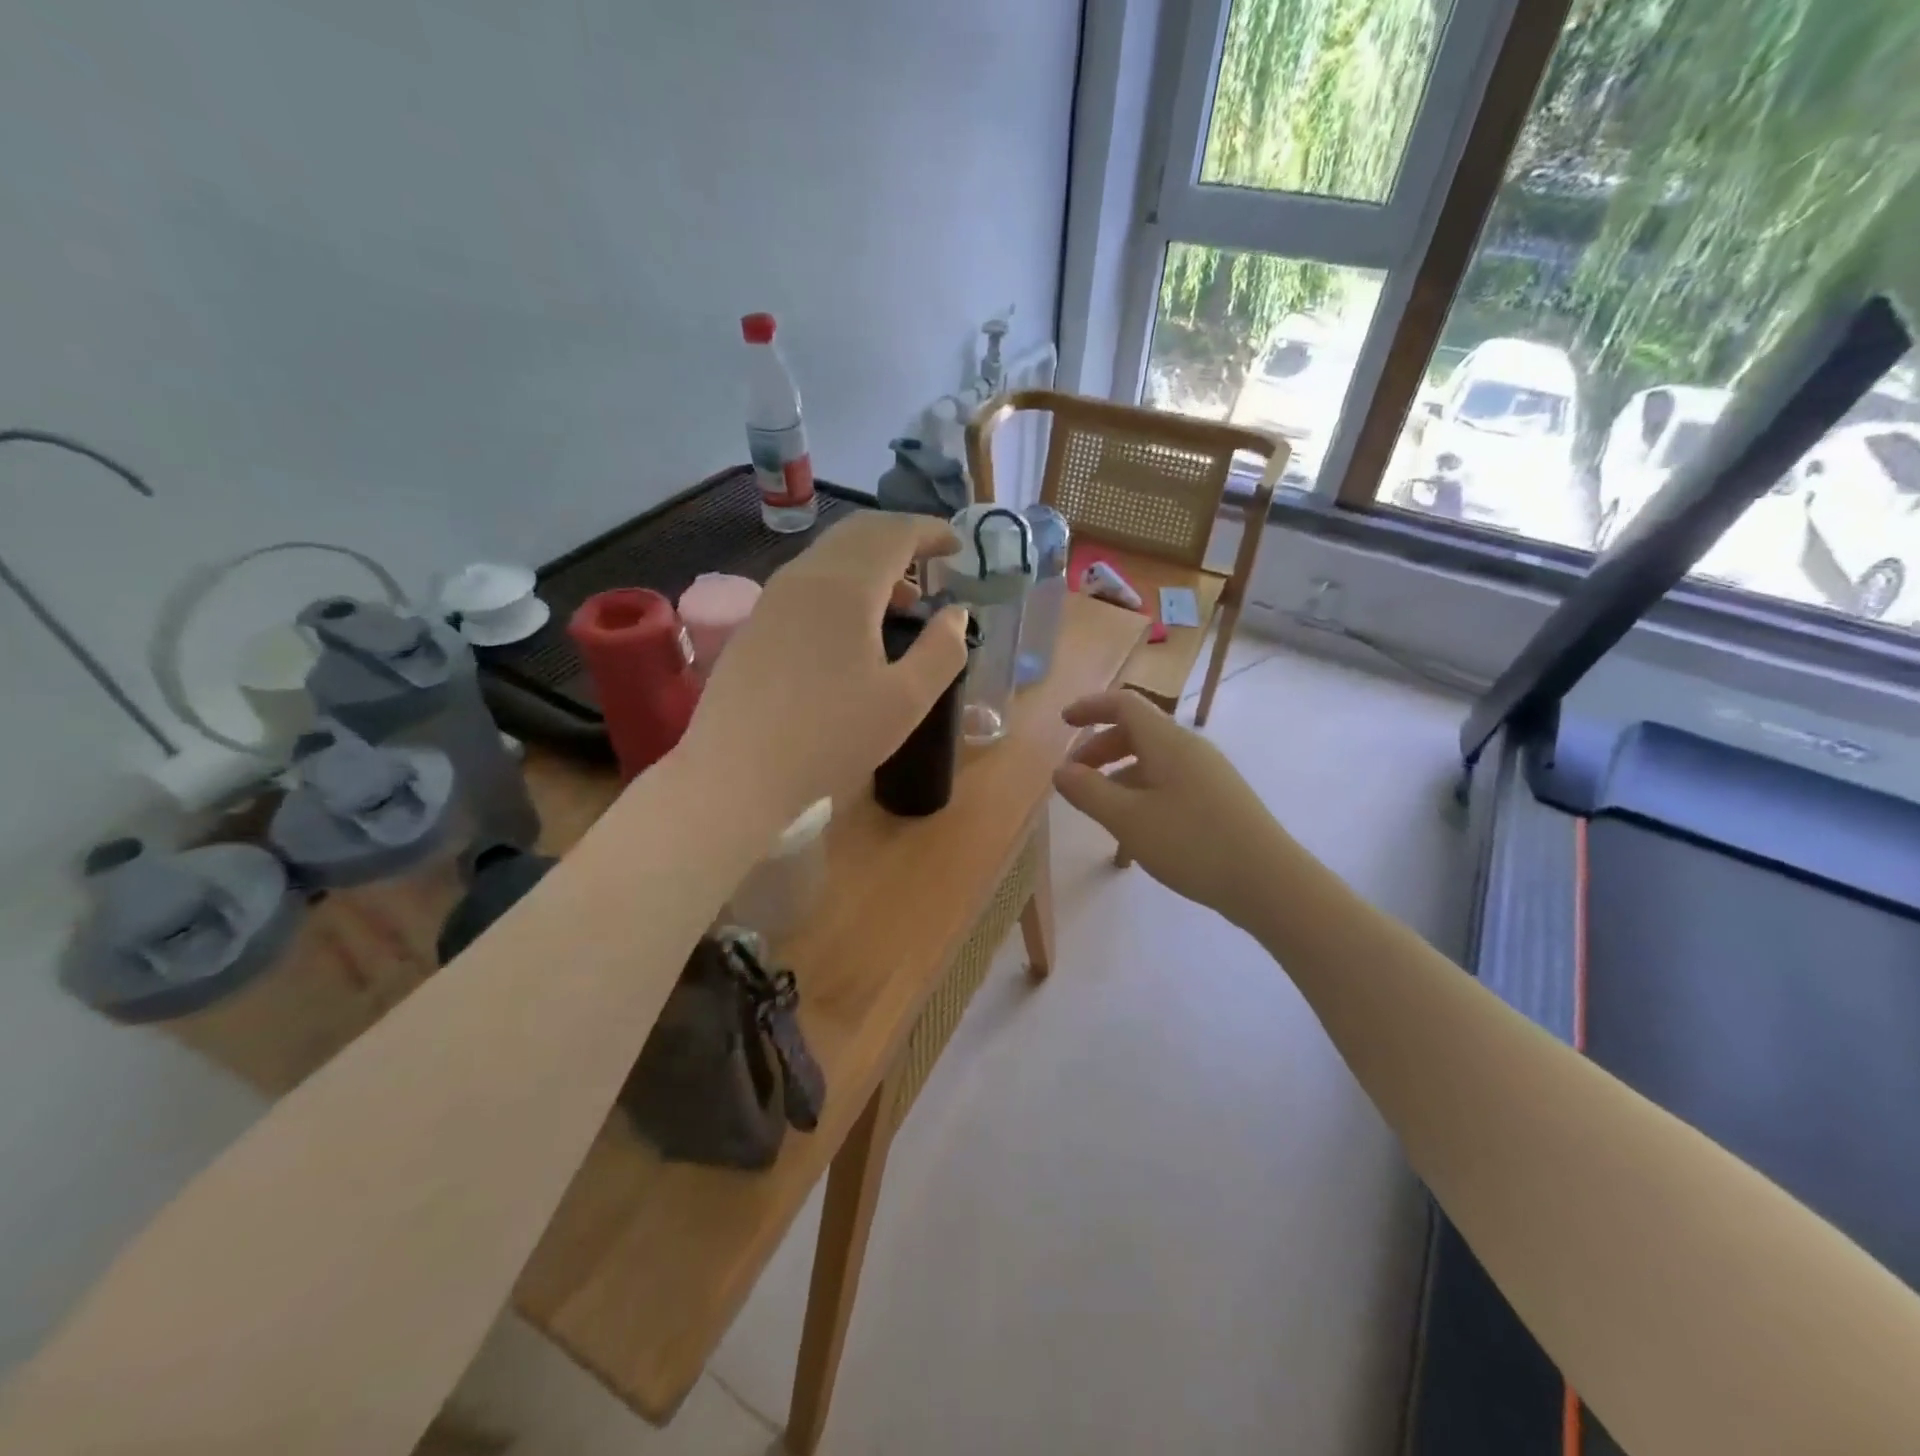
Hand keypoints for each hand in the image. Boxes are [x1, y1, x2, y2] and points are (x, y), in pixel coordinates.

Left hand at [680, 512, 968, 825]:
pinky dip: (843, 583)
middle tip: (932, 560)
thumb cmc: (831, 738)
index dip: (931, 532)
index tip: (958, 546)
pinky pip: (807, 581)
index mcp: (846, 586)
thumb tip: (956, 613)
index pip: (895, 533)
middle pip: (858, 533)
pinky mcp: (755, 623)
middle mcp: (805, 577)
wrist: (737, 774)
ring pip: (829, 556)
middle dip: (901, 537)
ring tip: (902, 599)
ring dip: (871, 562)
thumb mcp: (906, 701)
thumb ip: (942, 650)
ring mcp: (773, 598)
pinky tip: (853, 626)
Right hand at [1052, 690, 1292, 929]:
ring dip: (1119, 774)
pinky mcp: (1217, 798)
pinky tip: (1135, 827)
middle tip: (1074, 777)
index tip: (1063, 723)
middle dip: (1100, 748)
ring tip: (1099, 808)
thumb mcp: (1129, 820)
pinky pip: (1169, 780)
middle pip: (1137, 731)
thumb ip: (1089, 792)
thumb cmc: (1193, 843)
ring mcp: (1207, 773)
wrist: (1269, 882)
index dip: (1090, 707)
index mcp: (1167, 742)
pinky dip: (1141, 791)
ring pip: (1152, 760)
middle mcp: (1189, 748)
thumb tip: (1060, 771)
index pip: (1124, 704)